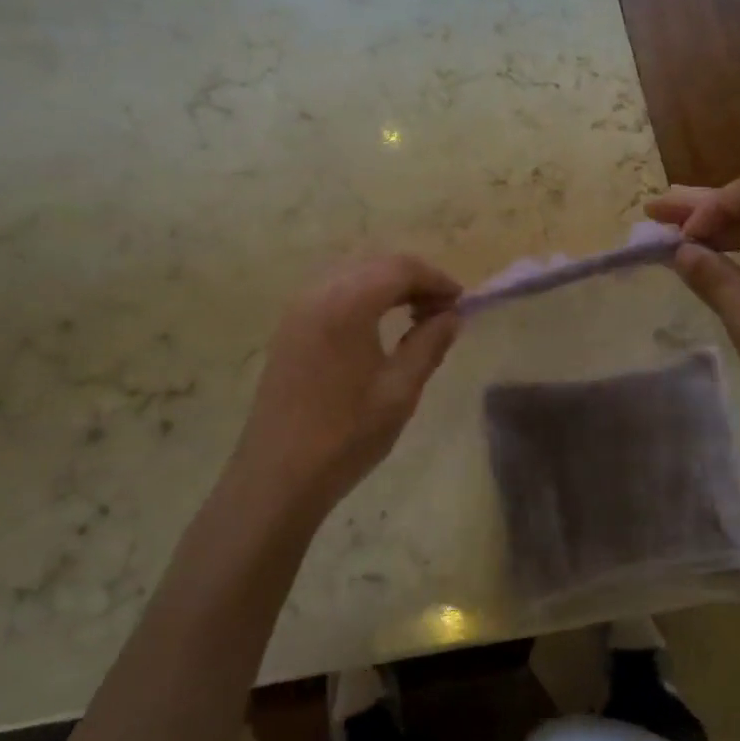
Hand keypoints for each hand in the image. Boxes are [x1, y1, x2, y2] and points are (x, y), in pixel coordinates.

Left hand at [229, 255, 462, 514]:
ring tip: (416, 317)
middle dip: (414, 279)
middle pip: (375, 265)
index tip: (461, 302)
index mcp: (346, 304)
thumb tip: (452, 315)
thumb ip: (429, 344)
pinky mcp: (289, 327)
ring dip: (388, 285)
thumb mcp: (399, 391)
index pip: (400, 268)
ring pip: (353, 274)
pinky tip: (378, 326)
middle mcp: (318, 293)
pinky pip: (333, 291)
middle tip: (443, 310)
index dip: (436, 279)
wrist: (278, 476)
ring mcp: (297, 309)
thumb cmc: (345, 435)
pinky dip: (363, 296)